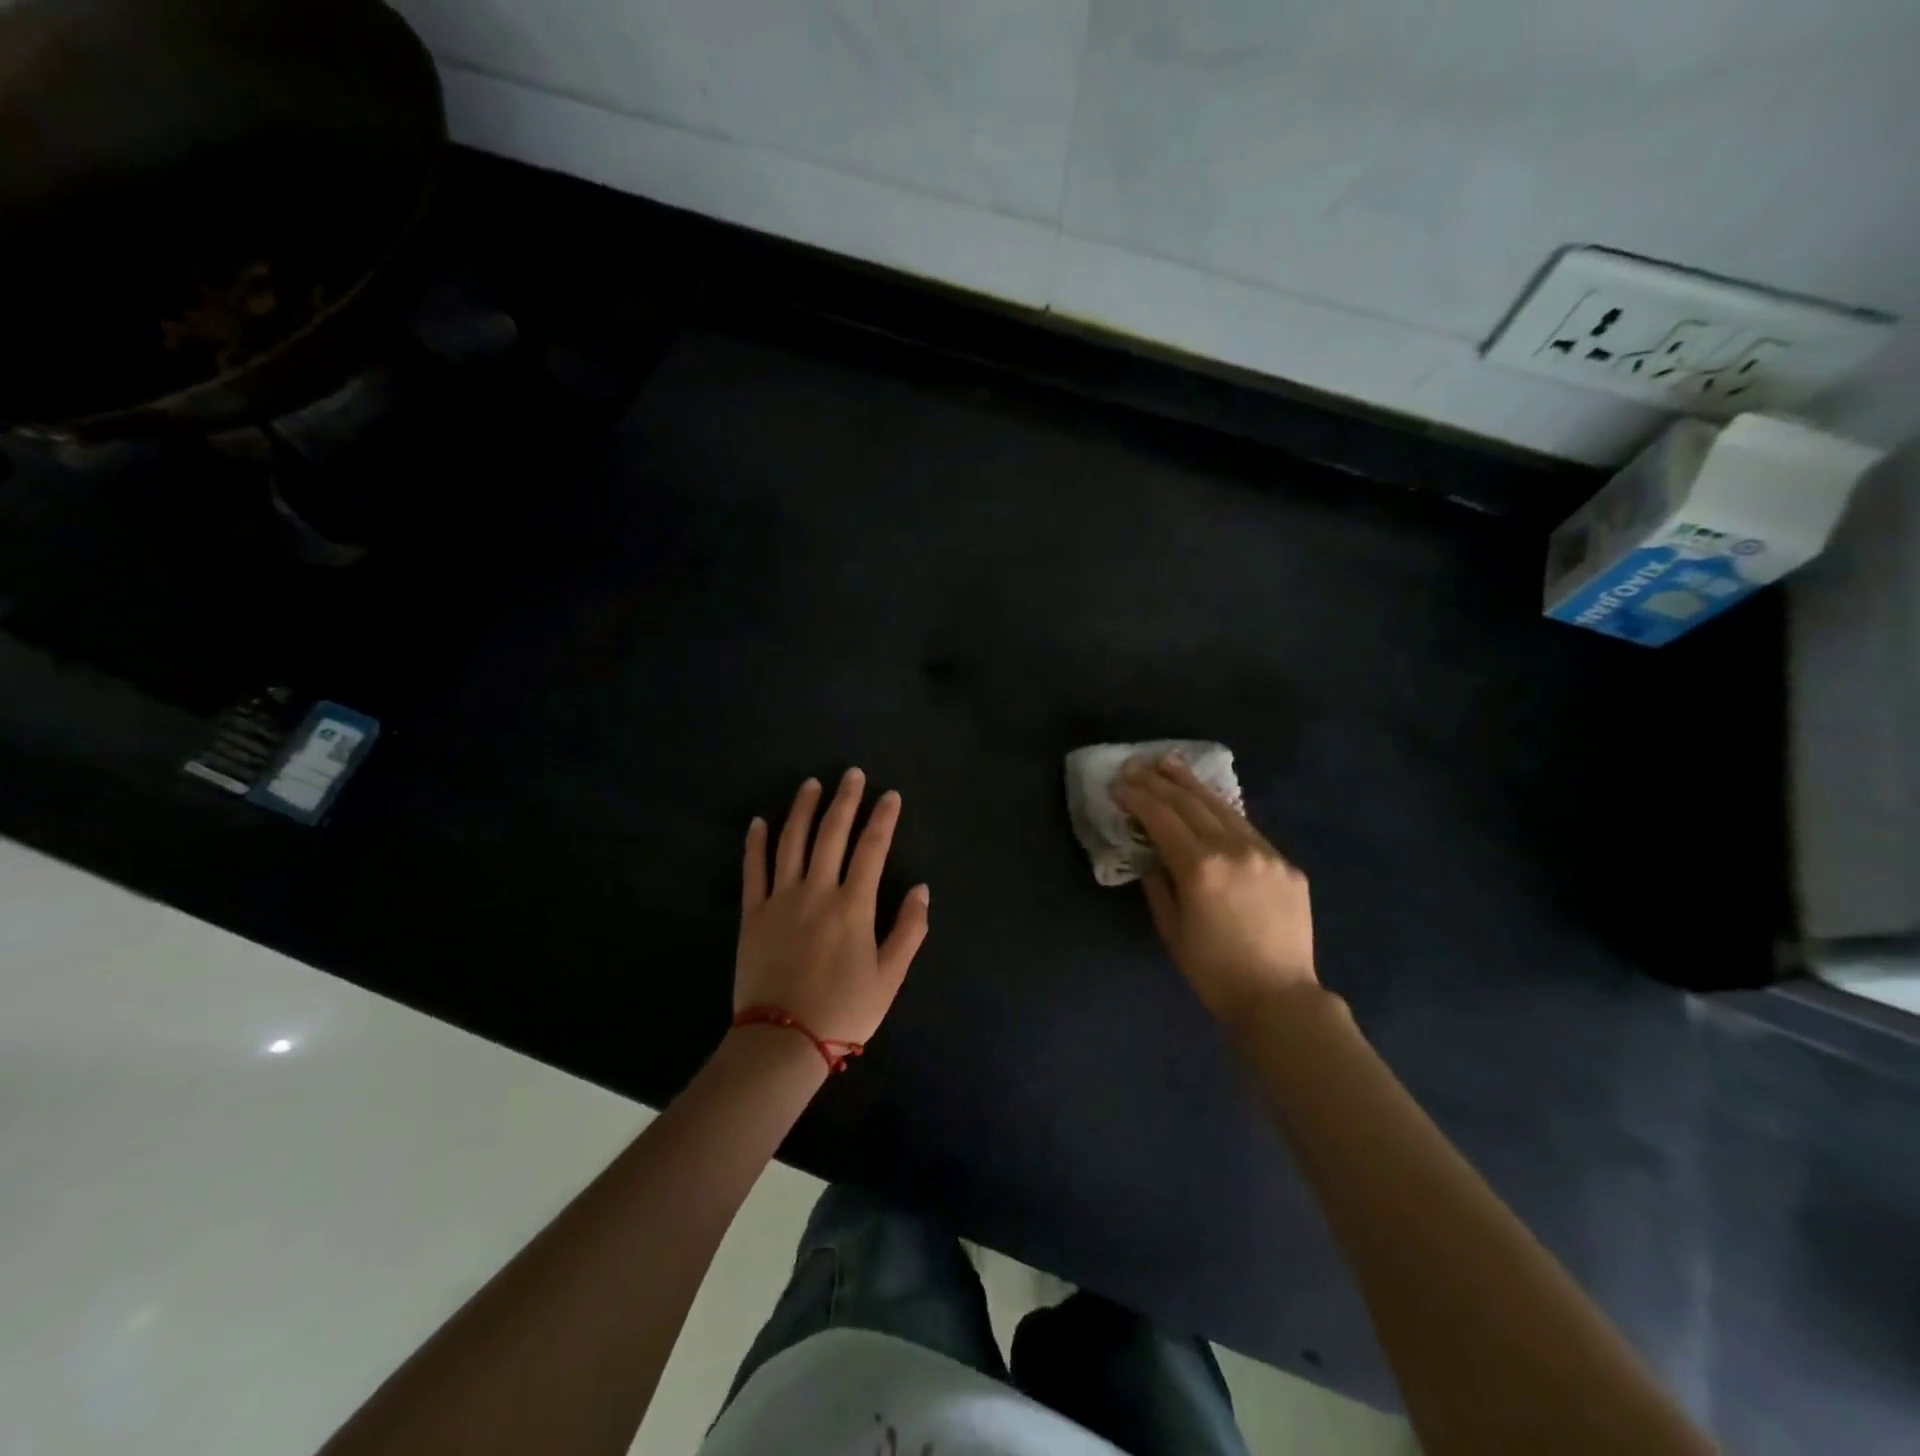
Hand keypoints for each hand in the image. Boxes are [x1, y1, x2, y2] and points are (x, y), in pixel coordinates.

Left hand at [736, 769, 930, 1049]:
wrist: (782, 1042)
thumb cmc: (844, 1011)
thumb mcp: (890, 977)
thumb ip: (909, 930)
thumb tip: (922, 889)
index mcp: (853, 905)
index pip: (872, 848)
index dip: (883, 818)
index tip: (891, 796)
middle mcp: (817, 891)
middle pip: (832, 833)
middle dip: (845, 800)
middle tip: (852, 774)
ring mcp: (780, 898)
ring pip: (791, 841)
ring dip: (802, 809)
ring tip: (810, 784)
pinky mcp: (753, 913)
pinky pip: (753, 869)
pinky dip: (756, 843)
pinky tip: (759, 821)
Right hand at [1111, 755, 1316, 1025]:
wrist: (1279, 998)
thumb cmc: (1213, 971)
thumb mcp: (1170, 928)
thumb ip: (1157, 882)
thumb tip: (1151, 853)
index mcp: (1199, 868)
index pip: (1161, 818)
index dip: (1136, 797)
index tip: (1117, 783)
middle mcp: (1233, 850)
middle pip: (1189, 803)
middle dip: (1158, 781)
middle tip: (1136, 765)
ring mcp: (1264, 853)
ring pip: (1221, 807)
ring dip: (1191, 783)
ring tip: (1168, 763)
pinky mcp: (1285, 863)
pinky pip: (1247, 827)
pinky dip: (1221, 809)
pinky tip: (1208, 799)